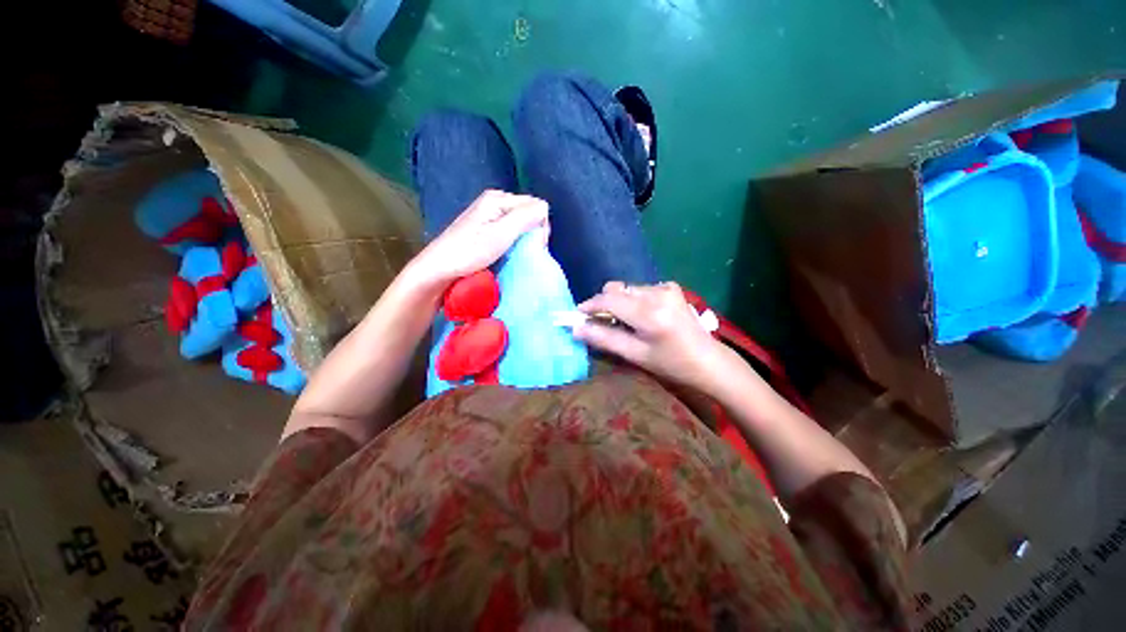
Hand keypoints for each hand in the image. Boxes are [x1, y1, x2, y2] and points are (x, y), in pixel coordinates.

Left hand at [408, 190, 549, 289]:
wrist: (438, 270)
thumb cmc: (469, 253)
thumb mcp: (500, 235)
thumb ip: (524, 217)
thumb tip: (545, 208)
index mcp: (498, 199)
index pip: (536, 206)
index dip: (539, 226)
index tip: (533, 247)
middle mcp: (494, 202)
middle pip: (528, 214)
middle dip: (531, 233)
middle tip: (523, 253)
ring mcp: (488, 216)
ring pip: (520, 225)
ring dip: (522, 240)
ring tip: (514, 255)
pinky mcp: (485, 229)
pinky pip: (510, 232)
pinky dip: (513, 243)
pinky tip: (507, 254)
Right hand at [573, 281, 724, 389]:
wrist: (708, 360)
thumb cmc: (671, 364)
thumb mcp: (635, 355)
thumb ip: (604, 339)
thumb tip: (576, 328)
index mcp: (650, 313)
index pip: (609, 300)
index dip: (590, 305)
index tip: (578, 315)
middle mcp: (657, 293)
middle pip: (616, 290)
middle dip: (604, 304)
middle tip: (601, 324)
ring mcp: (666, 287)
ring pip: (627, 289)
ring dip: (619, 303)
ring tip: (625, 323)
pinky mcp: (670, 286)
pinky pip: (640, 289)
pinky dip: (633, 301)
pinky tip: (641, 317)